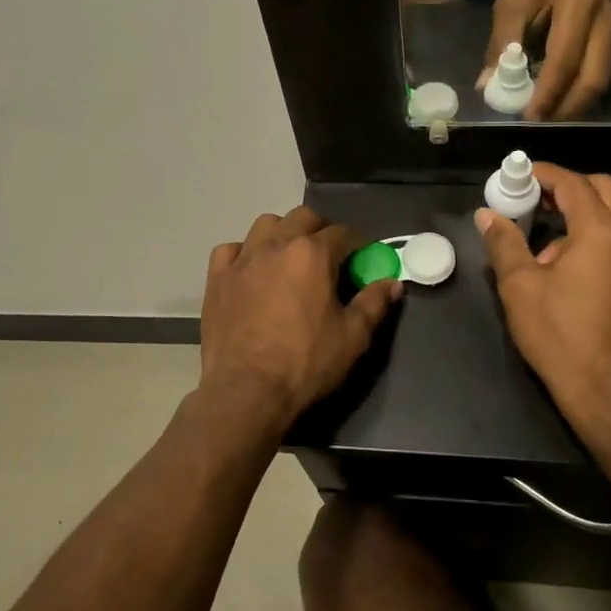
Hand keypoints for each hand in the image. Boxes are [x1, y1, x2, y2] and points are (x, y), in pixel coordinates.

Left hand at [199, 207, 402, 428]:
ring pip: (266, 225)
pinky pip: (231, 249)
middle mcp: (276, 244)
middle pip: (303, 217)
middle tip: (329, 258)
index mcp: (312, 254)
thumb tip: (393, 283)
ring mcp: (242, 259)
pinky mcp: (216, 277)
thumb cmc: (305, 363)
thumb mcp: (353, 337)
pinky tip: (252, 272)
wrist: (247, 392)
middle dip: (321, 230)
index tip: (363, 258)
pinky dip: (244, 253)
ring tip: (290, 259)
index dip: (358, 244)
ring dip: (283, 234)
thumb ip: (374, 303)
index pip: (343, 233)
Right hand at [475, 164, 610, 418]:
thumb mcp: (519, 286)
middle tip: (538, 202)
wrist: (608, 391)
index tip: (519, 175)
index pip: (573, 183)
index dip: (544, 173)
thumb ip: (504, 243)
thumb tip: (488, 215)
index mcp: (600, 231)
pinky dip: (599, 244)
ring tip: (549, 250)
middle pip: (603, 191)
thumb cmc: (559, 334)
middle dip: (569, 189)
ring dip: (583, 219)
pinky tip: (576, 276)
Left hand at [483, 0, 610, 120]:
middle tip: (538, 125)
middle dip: (565, 109)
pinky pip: (603, 80)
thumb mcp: (511, 2)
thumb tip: (487, 85)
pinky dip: (581, 97)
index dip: (547, 93)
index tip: (528, 117)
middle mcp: (607, 22)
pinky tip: (559, 104)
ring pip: (601, 85)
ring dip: (574, 108)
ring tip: (546, 118)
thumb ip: (501, 42)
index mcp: (579, 5)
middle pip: (592, 80)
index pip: (565, 59)